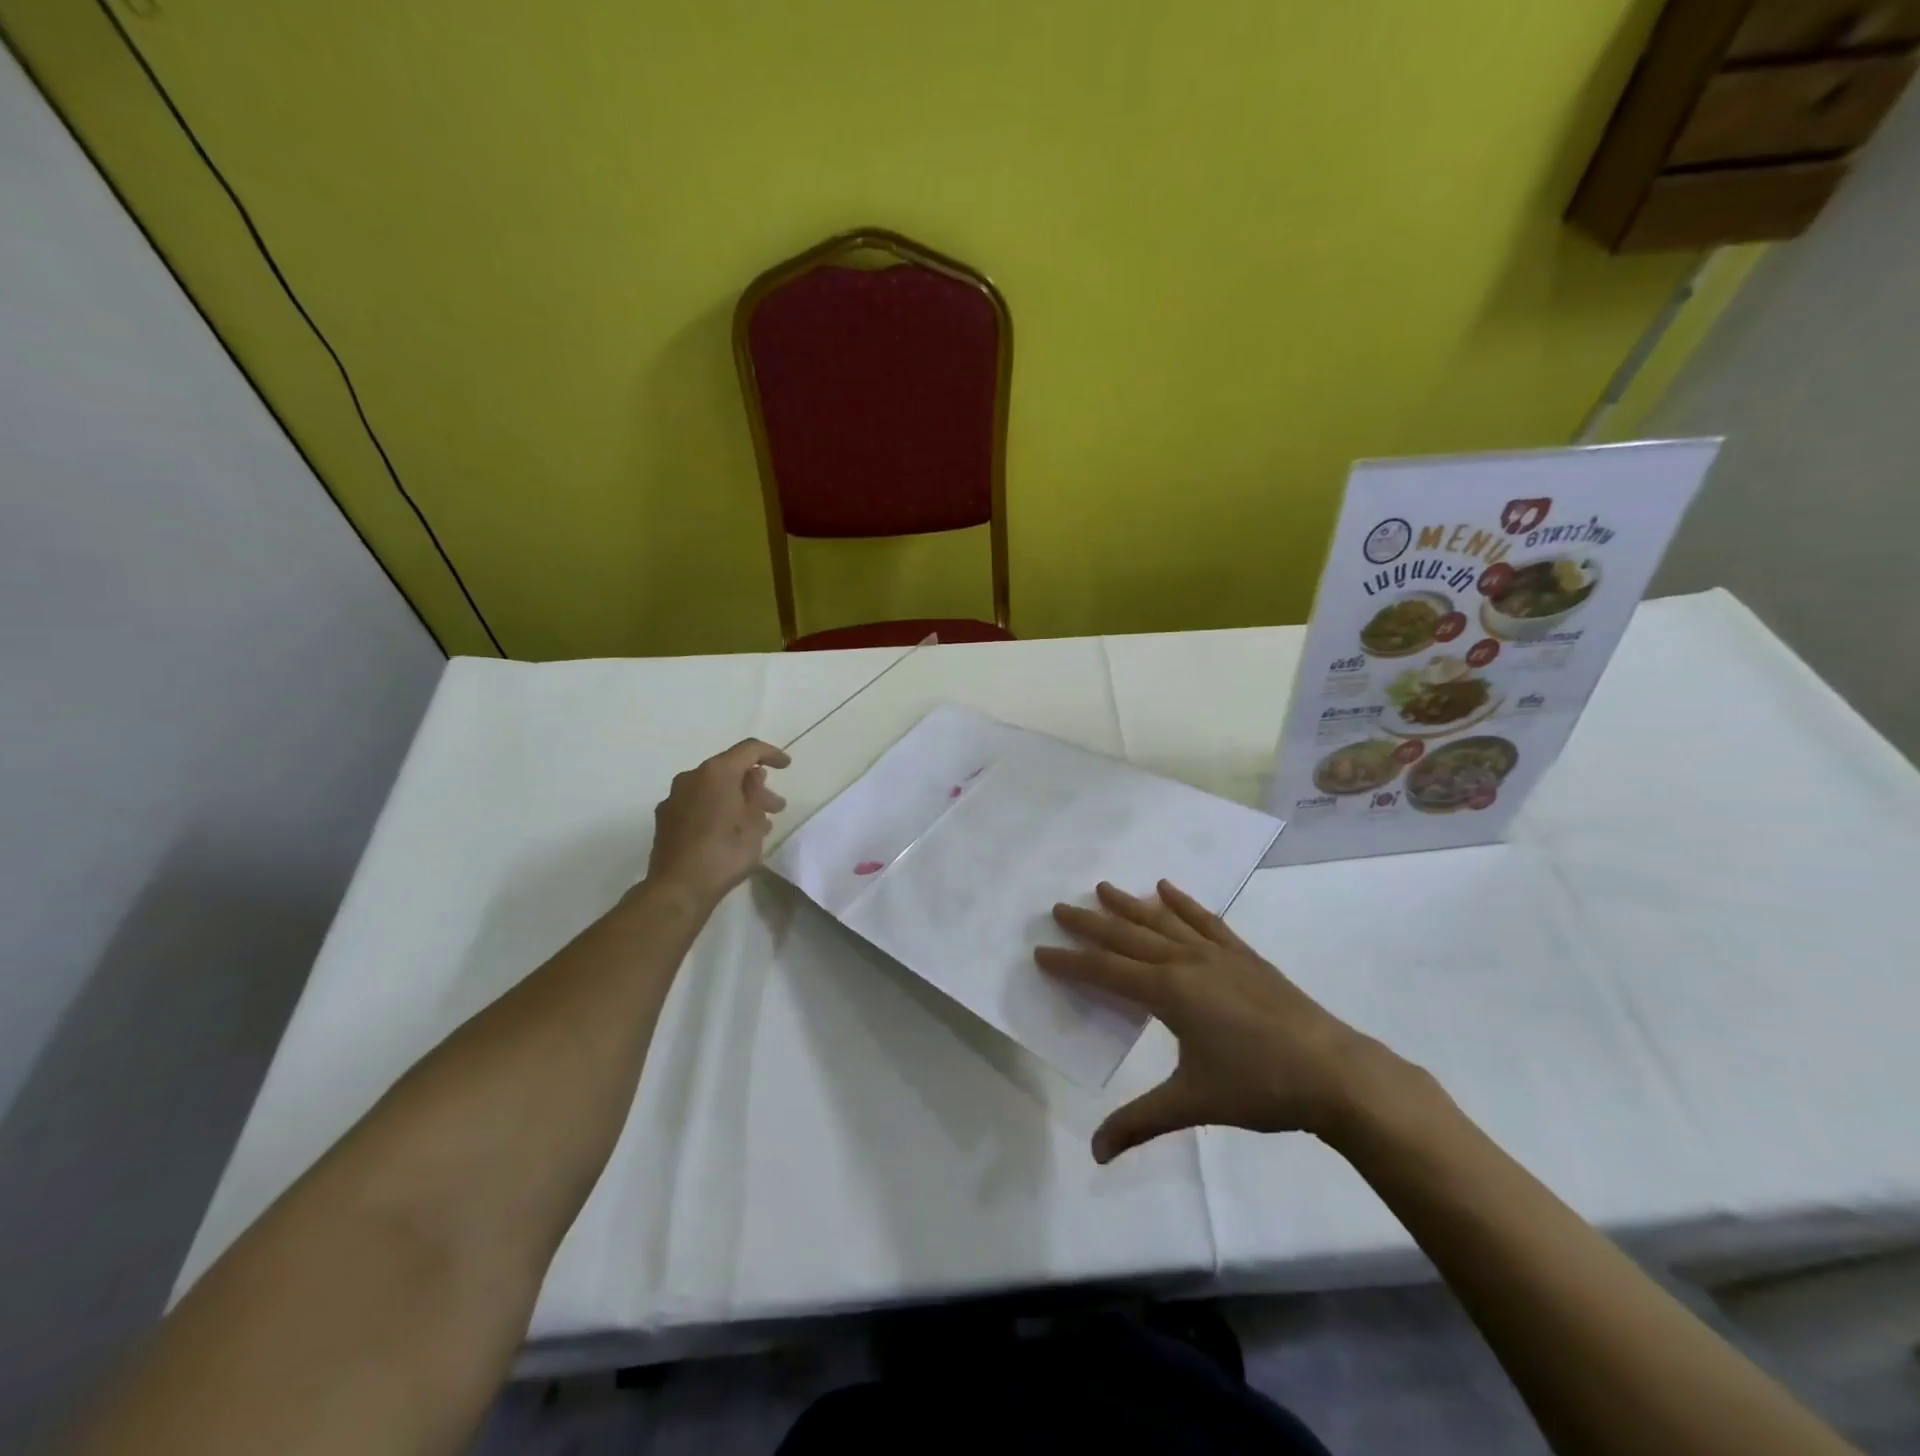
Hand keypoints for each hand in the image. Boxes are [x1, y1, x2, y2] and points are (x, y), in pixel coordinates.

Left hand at [646, 739, 789, 905]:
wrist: (679, 888)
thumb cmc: (725, 852)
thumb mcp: (754, 822)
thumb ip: (755, 793)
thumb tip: (751, 776)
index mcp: (716, 772)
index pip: (749, 749)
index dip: (771, 754)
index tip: (787, 766)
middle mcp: (691, 777)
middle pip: (729, 770)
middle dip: (755, 785)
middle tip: (776, 806)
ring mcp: (674, 798)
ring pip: (713, 789)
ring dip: (736, 800)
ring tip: (757, 824)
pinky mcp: (665, 819)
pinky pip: (698, 804)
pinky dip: (717, 810)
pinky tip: (730, 832)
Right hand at [1037, 880, 1384, 1163]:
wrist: (1335, 1072)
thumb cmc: (1259, 1086)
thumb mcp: (1193, 1104)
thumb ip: (1141, 1122)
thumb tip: (1096, 1153)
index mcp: (1168, 993)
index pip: (1106, 973)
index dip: (1071, 963)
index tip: (1041, 952)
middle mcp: (1186, 963)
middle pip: (1128, 937)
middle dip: (1091, 923)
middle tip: (1059, 907)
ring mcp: (1218, 954)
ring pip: (1163, 921)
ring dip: (1130, 905)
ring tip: (1103, 887)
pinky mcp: (1244, 955)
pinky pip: (1206, 921)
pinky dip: (1184, 903)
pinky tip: (1167, 888)